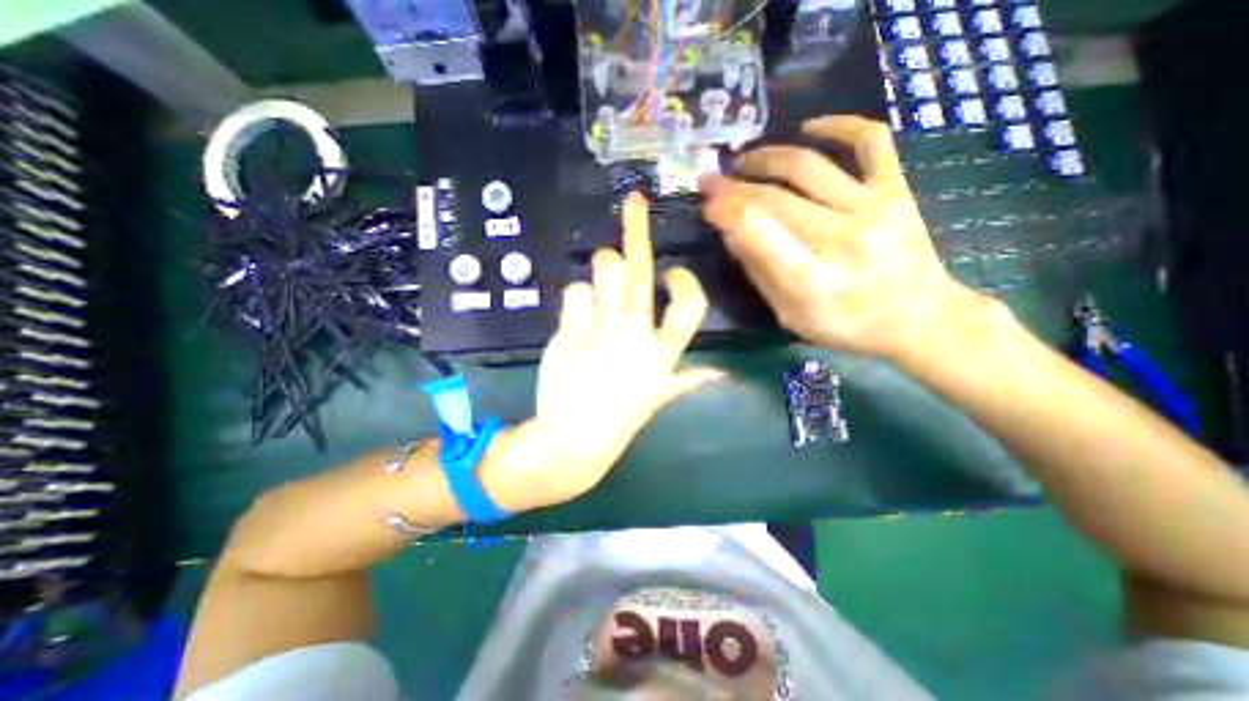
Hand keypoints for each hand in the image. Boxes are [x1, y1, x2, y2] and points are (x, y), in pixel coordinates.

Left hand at [482, 195, 726, 510]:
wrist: (573, 444)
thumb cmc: (618, 420)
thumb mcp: (659, 400)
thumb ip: (686, 381)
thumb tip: (719, 374)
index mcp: (663, 356)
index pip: (689, 307)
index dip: (684, 282)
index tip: (671, 272)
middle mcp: (637, 338)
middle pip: (639, 272)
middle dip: (636, 228)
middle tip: (633, 203)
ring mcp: (602, 333)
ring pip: (604, 269)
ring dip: (601, 265)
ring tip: (597, 279)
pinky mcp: (570, 334)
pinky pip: (575, 293)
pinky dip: (575, 299)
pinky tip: (574, 319)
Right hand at [702, 116, 985, 357]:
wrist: (920, 318)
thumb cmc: (847, 325)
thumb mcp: (791, 315)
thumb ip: (760, 274)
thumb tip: (731, 234)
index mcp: (811, 279)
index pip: (758, 232)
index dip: (726, 212)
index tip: (706, 204)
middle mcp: (841, 238)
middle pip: (775, 198)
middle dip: (733, 187)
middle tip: (709, 181)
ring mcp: (873, 208)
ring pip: (808, 167)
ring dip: (766, 158)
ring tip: (743, 161)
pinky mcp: (897, 190)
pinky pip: (871, 142)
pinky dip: (839, 125)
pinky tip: (809, 127)